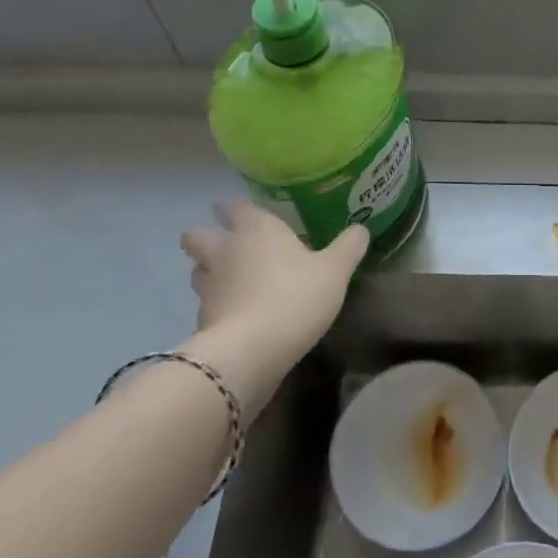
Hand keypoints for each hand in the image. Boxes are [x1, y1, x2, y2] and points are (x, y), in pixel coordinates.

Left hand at [178, 202, 367, 414]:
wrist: (252, 350)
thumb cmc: (296, 296)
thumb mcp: (335, 271)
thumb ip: (348, 247)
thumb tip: (360, 229)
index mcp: (256, 229)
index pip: (236, 207)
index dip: (238, 208)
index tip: (245, 212)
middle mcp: (225, 250)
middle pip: (197, 235)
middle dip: (208, 236)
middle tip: (230, 246)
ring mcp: (208, 285)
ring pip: (197, 269)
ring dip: (209, 271)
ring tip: (231, 281)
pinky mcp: (202, 318)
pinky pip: (205, 303)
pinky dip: (216, 306)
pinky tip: (236, 315)